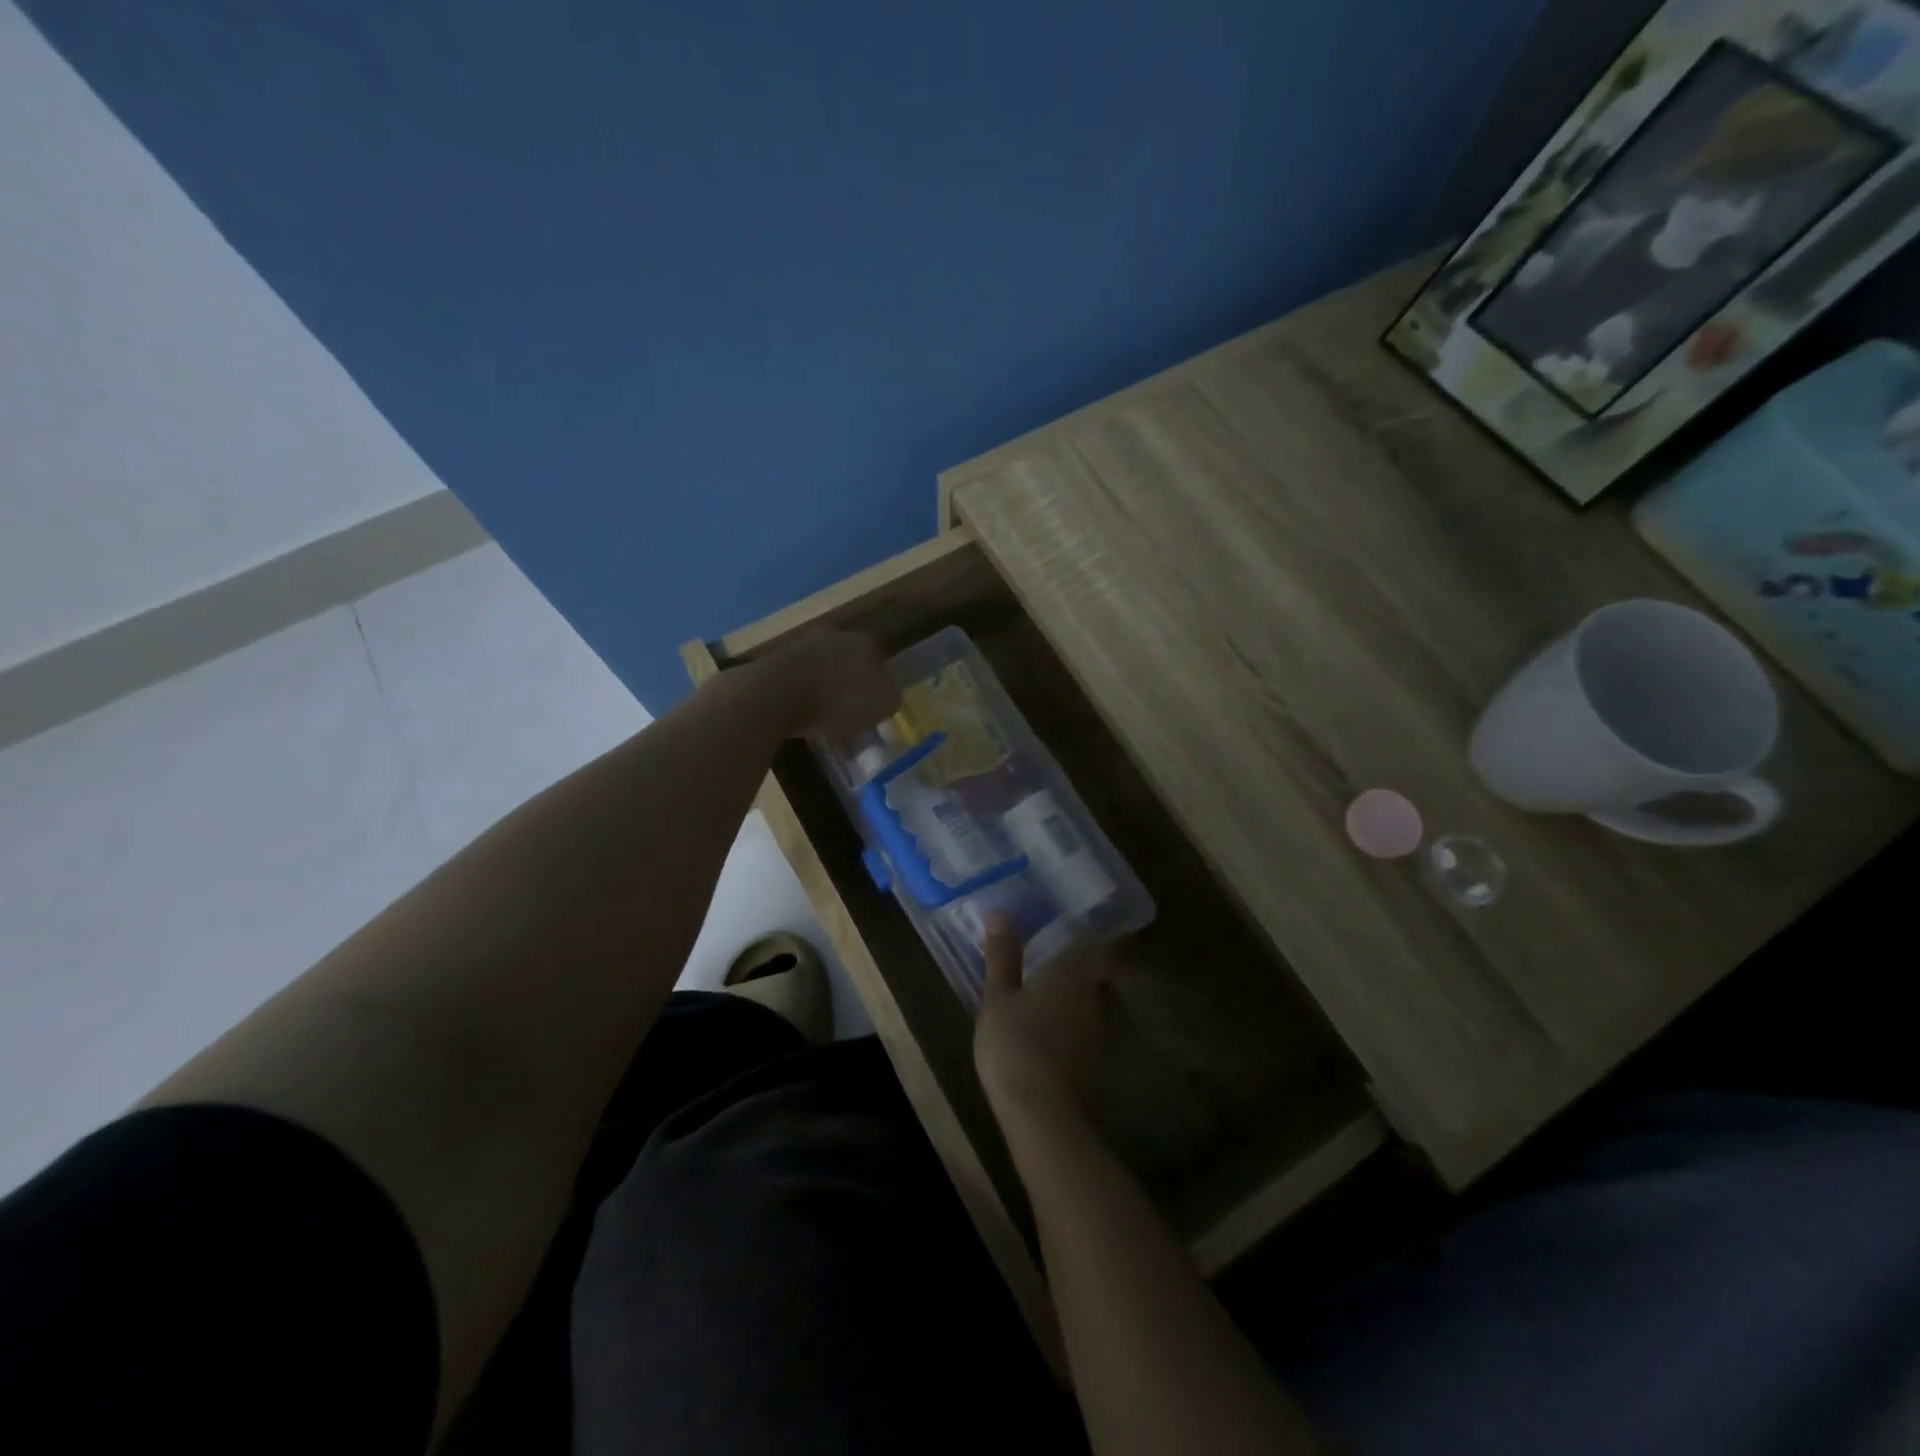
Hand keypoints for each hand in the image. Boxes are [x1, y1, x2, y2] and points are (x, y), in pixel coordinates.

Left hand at [757, 630, 900, 743]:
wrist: (777, 693)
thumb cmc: (839, 700)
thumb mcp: (882, 705)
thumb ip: (891, 699)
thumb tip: (888, 698)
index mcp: (866, 644)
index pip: (881, 665)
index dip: (880, 690)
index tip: (875, 713)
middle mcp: (836, 637)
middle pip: (851, 666)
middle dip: (852, 690)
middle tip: (851, 719)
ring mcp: (804, 646)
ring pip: (824, 674)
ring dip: (826, 696)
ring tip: (825, 726)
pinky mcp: (777, 661)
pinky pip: (799, 683)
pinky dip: (803, 700)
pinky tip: (802, 721)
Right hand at [974, 917, 1116, 1121]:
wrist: (1042, 1115)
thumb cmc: (1016, 1043)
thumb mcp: (997, 998)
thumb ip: (1002, 956)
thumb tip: (1001, 914)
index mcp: (1078, 973)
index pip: (1114, 949)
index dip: (1115, 939)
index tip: (1105, 930)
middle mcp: (1100, 999)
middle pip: (1104, 977)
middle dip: (1089, 971)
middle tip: (1064, 963)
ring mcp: (1103, 1034)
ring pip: (1098, 1007)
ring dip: (1082, 1002)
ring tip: (1055, 1000)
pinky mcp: (1099, 1064)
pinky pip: (1091, 1034)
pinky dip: (1077, 1029)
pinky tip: (1056, 1036)